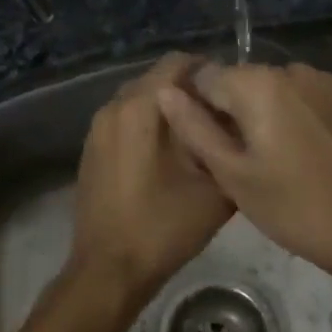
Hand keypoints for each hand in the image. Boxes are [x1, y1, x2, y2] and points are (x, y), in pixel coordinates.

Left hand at [70, 53, 233, 303]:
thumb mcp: (214, 188)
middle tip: (220, 115)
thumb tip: (238, 124)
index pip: (178, 62)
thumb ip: (228, 146)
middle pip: (158, 78)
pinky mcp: (92, 149)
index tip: (232, 93)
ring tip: (198, 135)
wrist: (109, 270)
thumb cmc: (163, 226)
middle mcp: (114, 106)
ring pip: (140, 99)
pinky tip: (168, 155)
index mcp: (141, 107)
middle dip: (189, 90)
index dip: (209, 71)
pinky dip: (148, 125)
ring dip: (168, 108)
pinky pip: (125, 120)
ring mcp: (98, 128)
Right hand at [155, 62, 331, 273]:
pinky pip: (301, 96)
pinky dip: (292, 114)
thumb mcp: (231, 174)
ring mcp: (322, 79)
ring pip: (271, 88)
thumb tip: (166, 92)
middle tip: (238, 158)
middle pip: (240, 80)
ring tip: (272, 156)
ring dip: (263, 111)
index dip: (198, 109)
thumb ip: (194, 128)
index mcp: (257, 83)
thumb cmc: (291, 205)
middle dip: (232, 110)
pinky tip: (300, 150)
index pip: (205, 77)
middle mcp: (290, 68)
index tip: (208, 144)